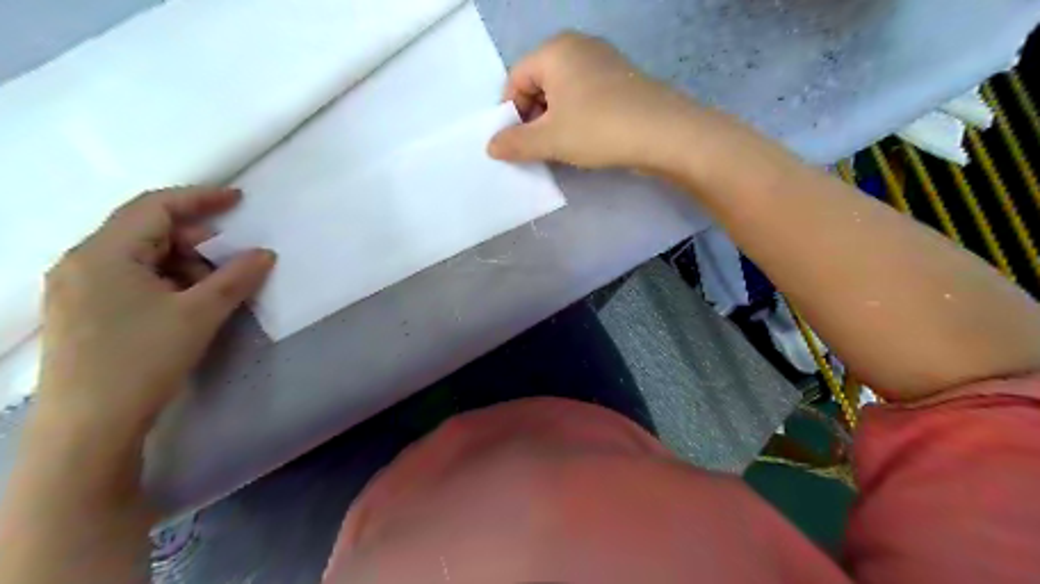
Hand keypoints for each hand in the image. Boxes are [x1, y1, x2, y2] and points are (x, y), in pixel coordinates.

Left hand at [36, 186, 273, 437]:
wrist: (88, 427)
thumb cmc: (142, 359)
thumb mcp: (199, 314)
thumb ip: (236, 278)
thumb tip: (265, 254)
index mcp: (103, 253)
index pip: (154, 207)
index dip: (200, 198)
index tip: (238, 200)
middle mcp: (82, 262)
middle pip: (146, 231)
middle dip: (196, 240)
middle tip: (233, 258)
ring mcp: (78, 289)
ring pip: (141, 258)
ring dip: (184, 265)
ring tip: (215, 290)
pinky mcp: (84, 312)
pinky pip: (131, 280)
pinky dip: (167, 282)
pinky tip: (188, 304)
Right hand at [490, 32, 701, 170]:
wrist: (664, 134)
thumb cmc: (598, 129)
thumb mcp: (550, 139)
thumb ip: (515, 142)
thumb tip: (491, 146)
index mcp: (556, 50)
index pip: (516, 79)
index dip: (510, 113)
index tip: (516, 143)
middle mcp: (579, 47)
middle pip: (539, 83)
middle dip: (533, 118)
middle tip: (537, 149)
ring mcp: (604, 62)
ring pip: (564, 93)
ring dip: (555, 121)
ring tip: (561, 149)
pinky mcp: (622, 81)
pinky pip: (586, 97)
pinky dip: (577, 118)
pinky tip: (585, 141)